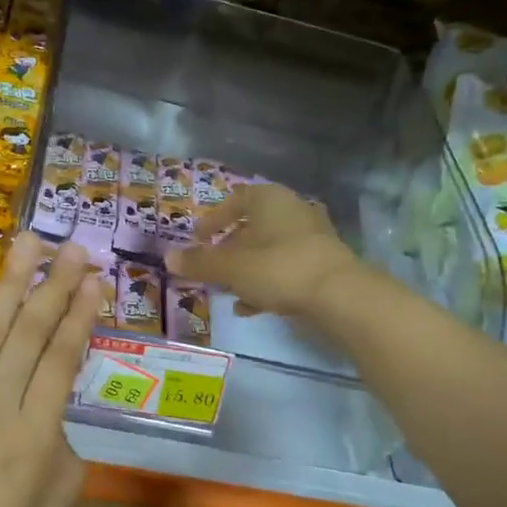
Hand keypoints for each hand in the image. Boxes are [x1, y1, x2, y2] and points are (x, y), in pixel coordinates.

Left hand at [0, 233, 102, 506]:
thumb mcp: (54, 506)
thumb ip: (65, 450)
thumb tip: (53, 413)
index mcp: (34, 434)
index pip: (61, 358)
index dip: (81, 314)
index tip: (96, 279)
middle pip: (29, 331)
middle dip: (54, 284)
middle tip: (74, 246)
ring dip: (10, 281)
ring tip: (28, 242)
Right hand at [167, 184, 365, 319]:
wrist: (338, 295)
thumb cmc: (278, 268)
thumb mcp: (230, 267)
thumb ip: (199, 262)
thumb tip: (168, 257)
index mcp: (270, 199)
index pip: (235, 200)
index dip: (213, 219)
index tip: (197, 238)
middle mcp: (292, 210)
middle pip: (252, 226)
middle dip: (229, 248)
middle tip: (210, 267)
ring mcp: (312, 237)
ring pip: (268, 250)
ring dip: (245, 269)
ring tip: (226, 291)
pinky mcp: (322, 263)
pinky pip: (285, 268)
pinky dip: (265, 283)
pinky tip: (250, 307)